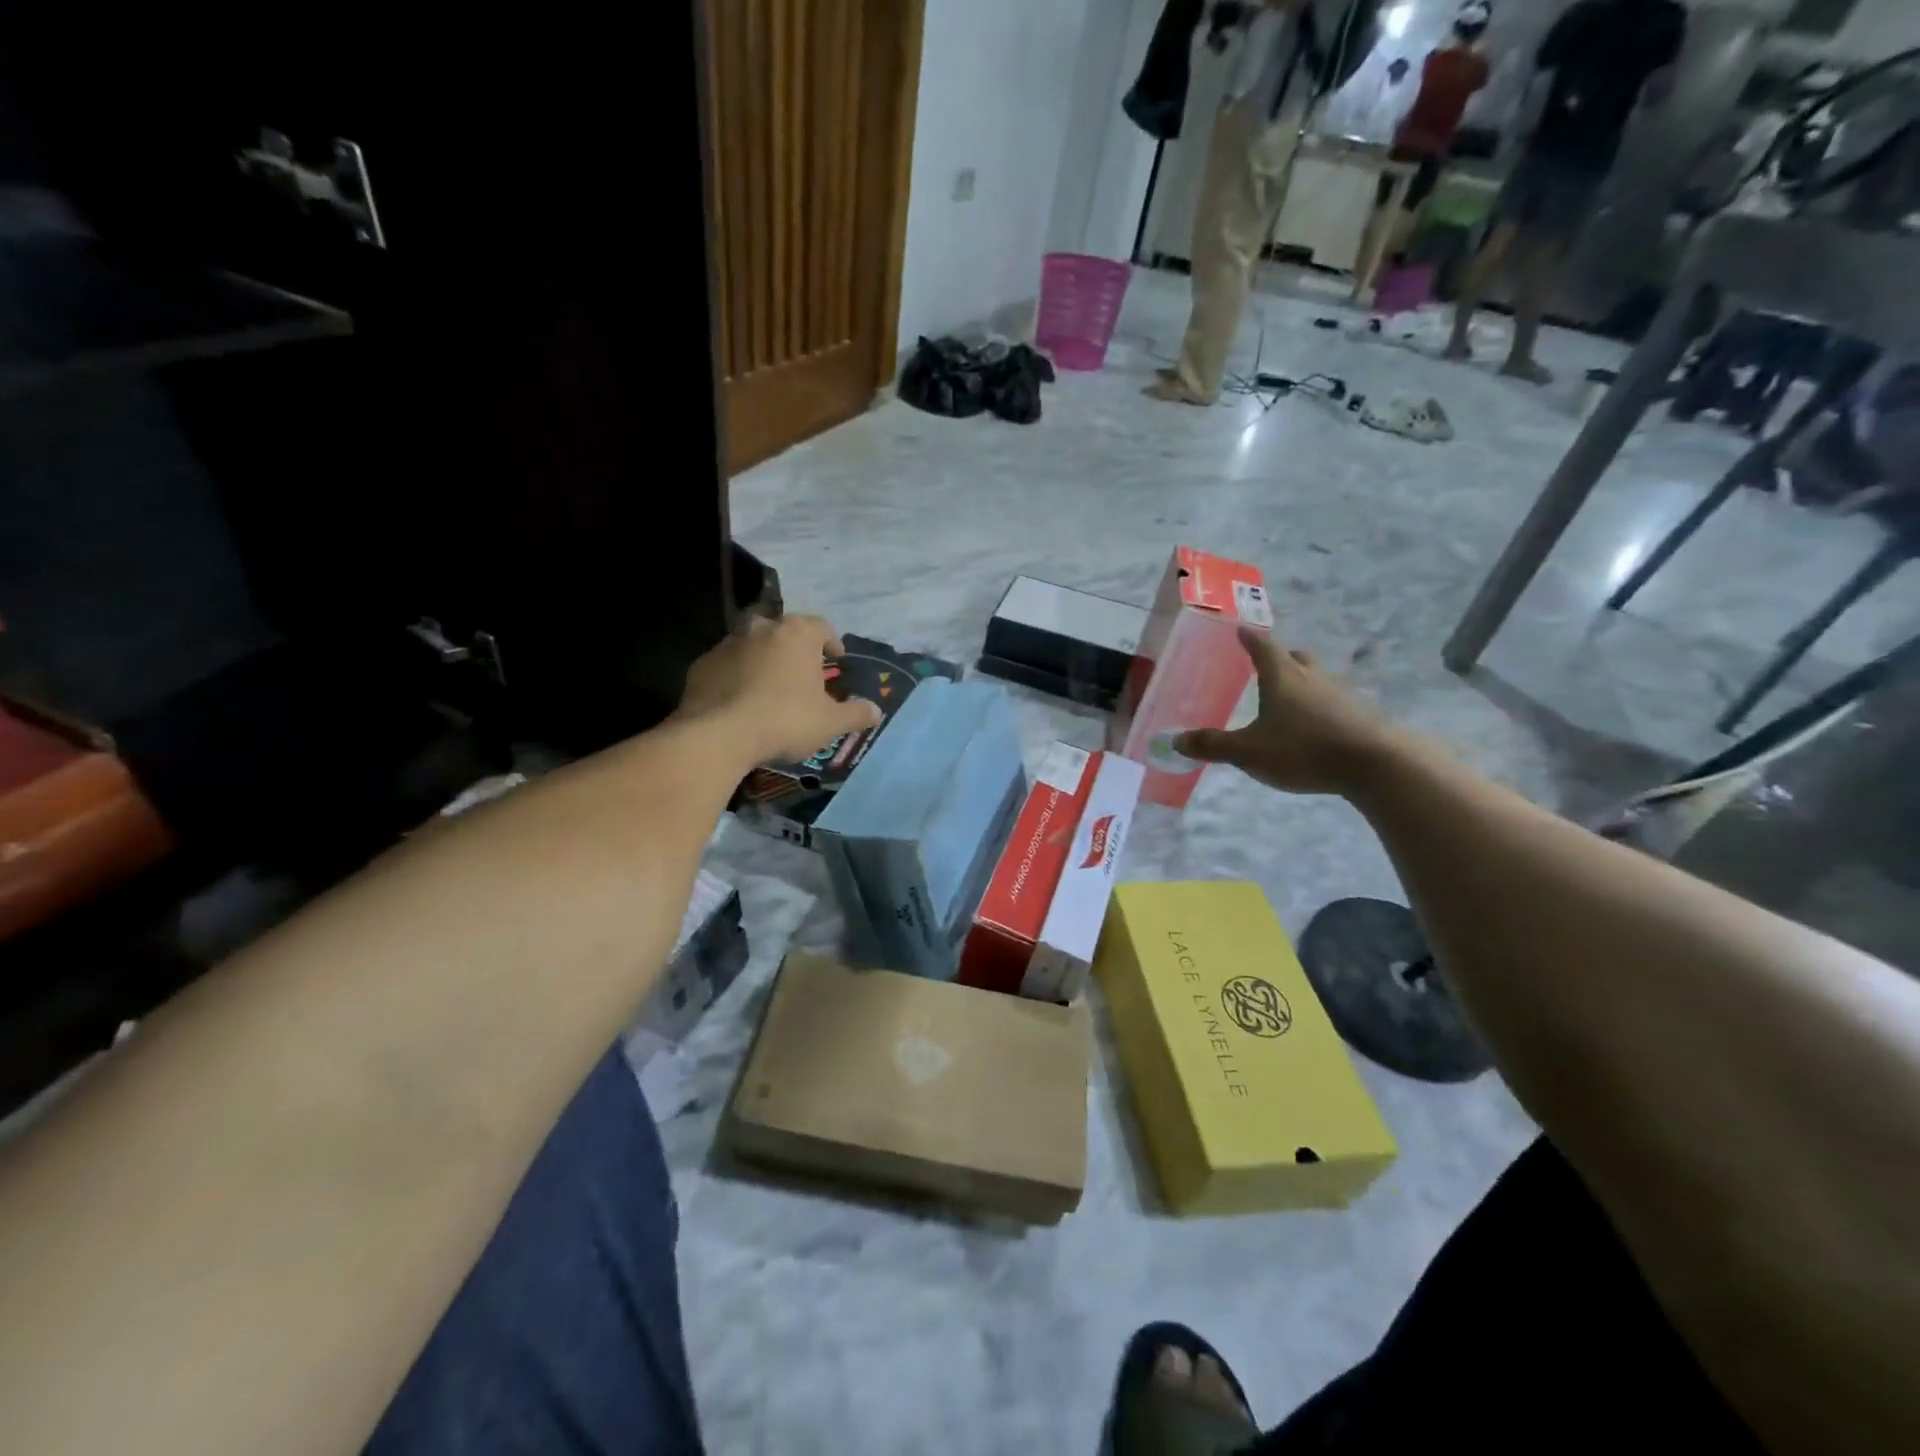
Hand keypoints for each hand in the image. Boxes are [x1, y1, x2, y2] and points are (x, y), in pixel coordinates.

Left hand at [678, 614, 882, 765]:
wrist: (718, 735)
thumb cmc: (785, 721)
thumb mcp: (830, 723)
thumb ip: (856, 713)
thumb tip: (876, 711)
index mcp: (797, 634)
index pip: (822, 627)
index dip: (832, 643)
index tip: (835, 661)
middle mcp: (762, 628)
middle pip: (785, 631)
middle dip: (794, 648)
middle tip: (802, 674)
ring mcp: (728, 643)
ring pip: (753, 645)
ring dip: (764, 660)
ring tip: (770, 689)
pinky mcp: (702, 664)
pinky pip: (727, 665)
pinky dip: (737, 676)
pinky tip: (741, 701)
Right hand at [1174, 626, 1397, 794]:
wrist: (1375, 764)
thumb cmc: (1303, 749)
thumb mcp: (1249, 752)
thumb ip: (1214, 746)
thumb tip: (1176, 740)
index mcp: (1282, 677)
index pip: (1262, 647)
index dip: (1250, 638)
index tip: (1241, 629)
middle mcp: (1312, 678)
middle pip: (1296, 658)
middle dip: (1280, 658)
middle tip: (1267, 664)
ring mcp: (1341, 695)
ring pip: (1318, 679)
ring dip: (1303, 683)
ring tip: (1288, 698)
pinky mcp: (1360, 716)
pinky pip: (1334, 703)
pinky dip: (1320, 708)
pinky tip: (1314, 727)